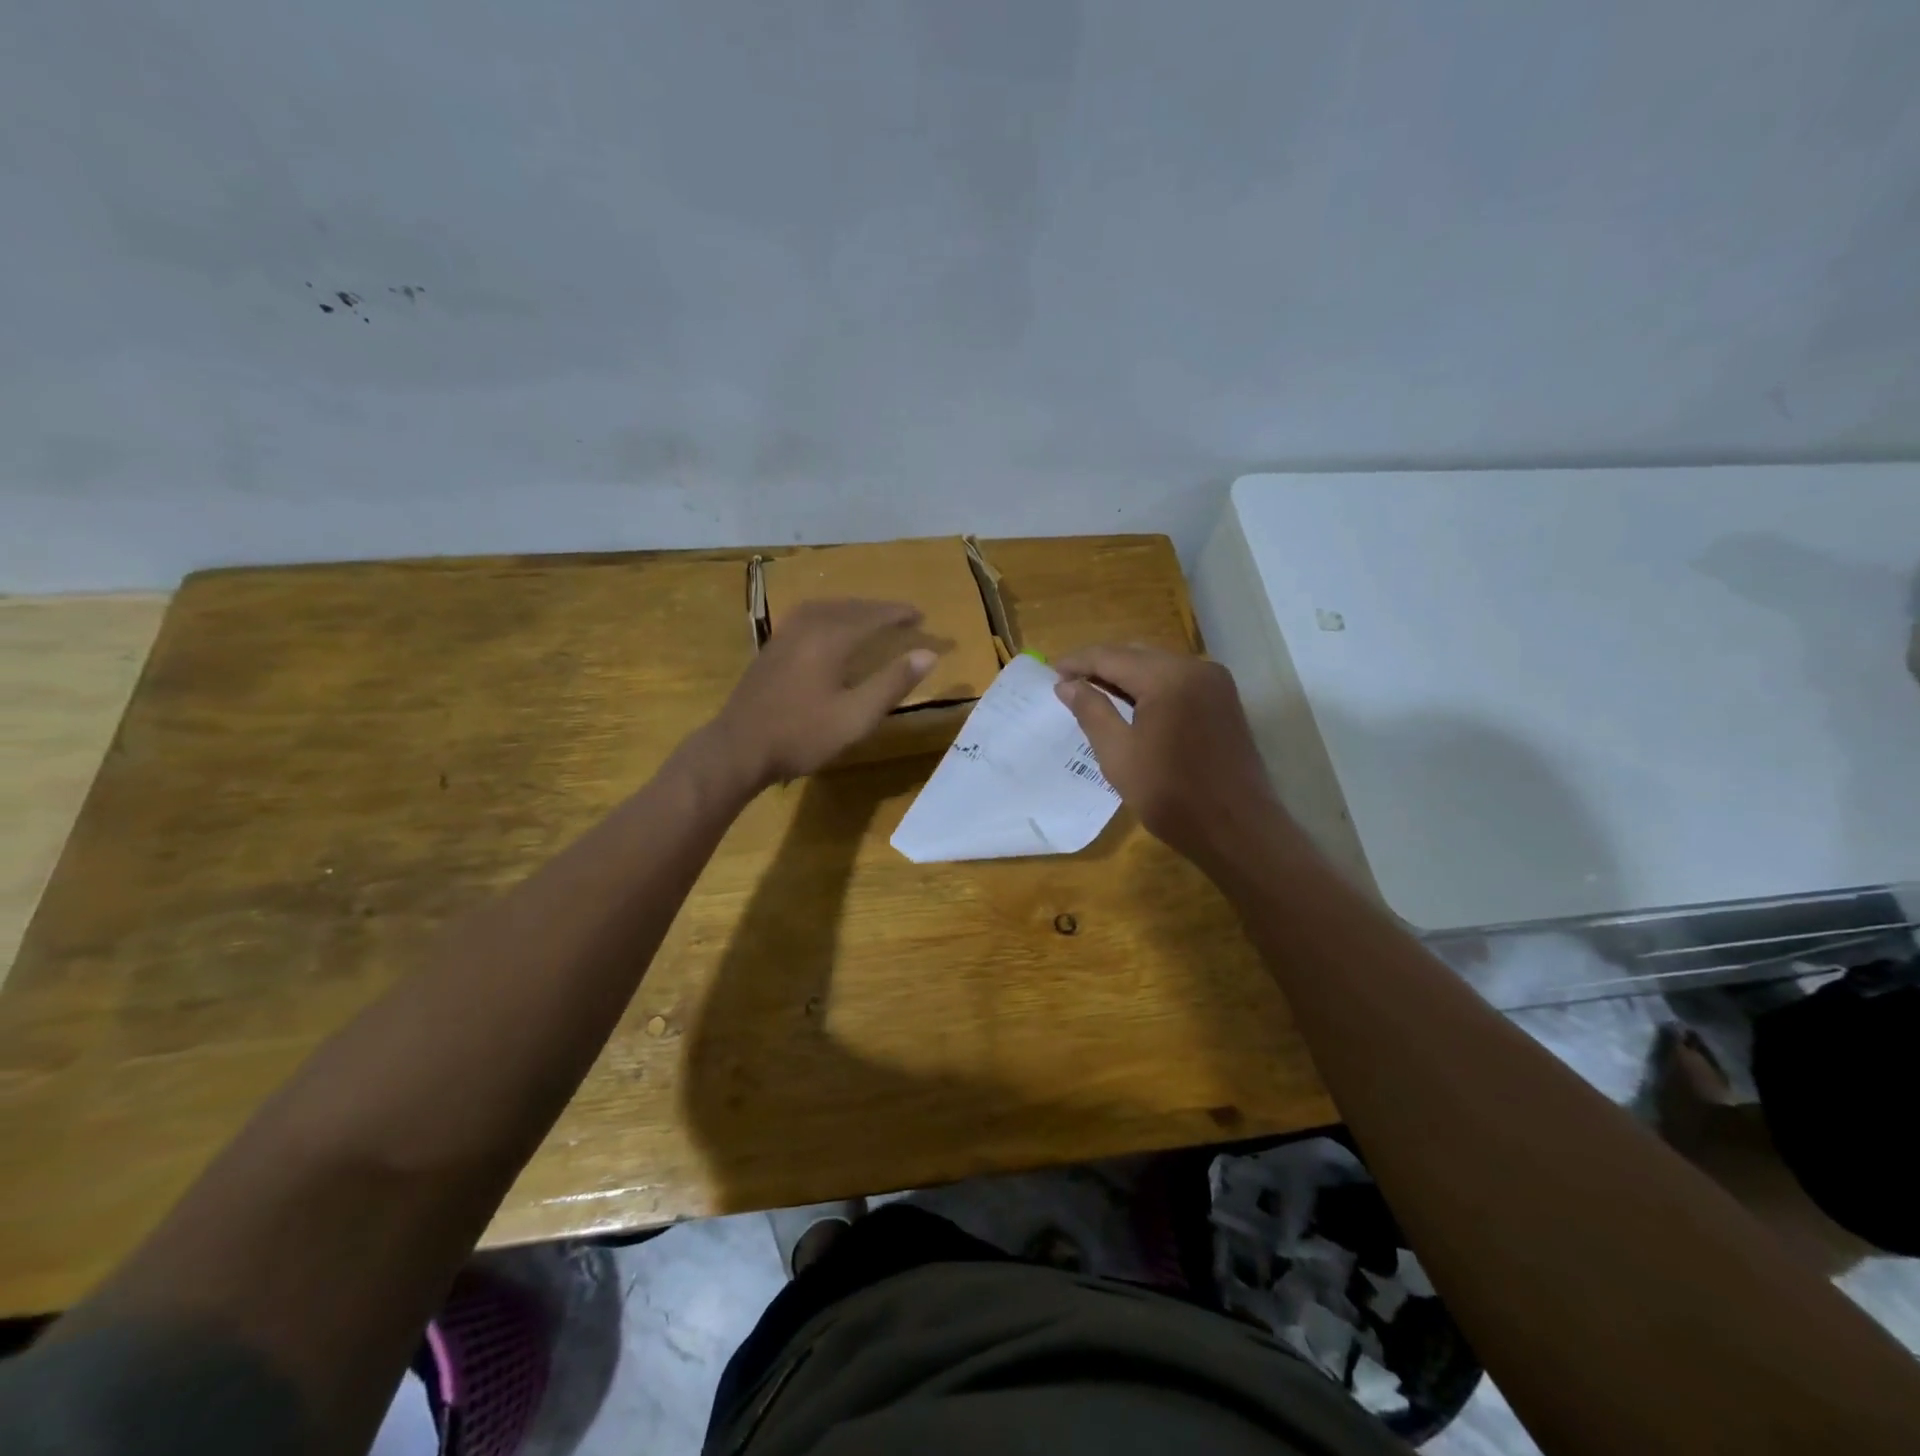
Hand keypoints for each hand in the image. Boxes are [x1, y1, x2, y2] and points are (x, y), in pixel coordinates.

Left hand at [709, 599, 936, 789]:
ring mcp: (784, 636)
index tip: (921, 615)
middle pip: (848, 607)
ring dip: (852, 609)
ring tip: (870, 617)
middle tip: (901, 616)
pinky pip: (807, 616)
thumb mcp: (856, 716)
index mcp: (830, 638)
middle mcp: (807, 627)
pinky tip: (829, 629)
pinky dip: (830, 614)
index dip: (898, 614)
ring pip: (825, 608)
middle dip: (877, 609)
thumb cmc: (802, 735)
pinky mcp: (771, 649)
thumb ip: (893, 683)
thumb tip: (928, 654)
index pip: (872, 616)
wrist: (738, 748)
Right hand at [1053, 643, 1282, 866]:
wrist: (1237, 830)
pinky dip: (1150, 686)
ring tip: (1093, 694)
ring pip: (1158, 665)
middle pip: (1136, 654)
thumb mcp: (1118, 754)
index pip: (1111, 656)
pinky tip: (1131, 704)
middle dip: (1100, 665)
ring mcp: (1215, 682)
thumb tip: (1067, 685)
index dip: (1078, 662)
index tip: (1050, 673)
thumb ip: (1091, 711)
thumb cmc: (1171, 795)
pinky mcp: (1224, 700)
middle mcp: (1196, 667)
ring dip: (1125, 675)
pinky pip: (1178, 680)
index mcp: (1168, 677)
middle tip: (1068, 684)